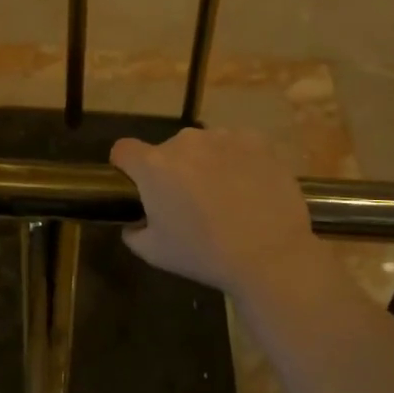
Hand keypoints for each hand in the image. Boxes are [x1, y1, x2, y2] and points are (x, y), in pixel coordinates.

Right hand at [109, 128, 323, 297]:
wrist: (270, 255)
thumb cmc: (205, 255)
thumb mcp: (155, 253)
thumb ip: (133, 232)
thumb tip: (134, 223)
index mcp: (154, 166)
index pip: (123, 150)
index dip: (126, 167)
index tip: (138, 186)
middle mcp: (185, 141)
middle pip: (168, 150)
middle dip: (173, 170)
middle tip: (191, 202)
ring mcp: (224, 137)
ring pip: (204, 146)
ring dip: (206, 163)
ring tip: (226, 196)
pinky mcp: (257, 141)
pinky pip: (236, 145)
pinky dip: (238, 160)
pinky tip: (249, 186)